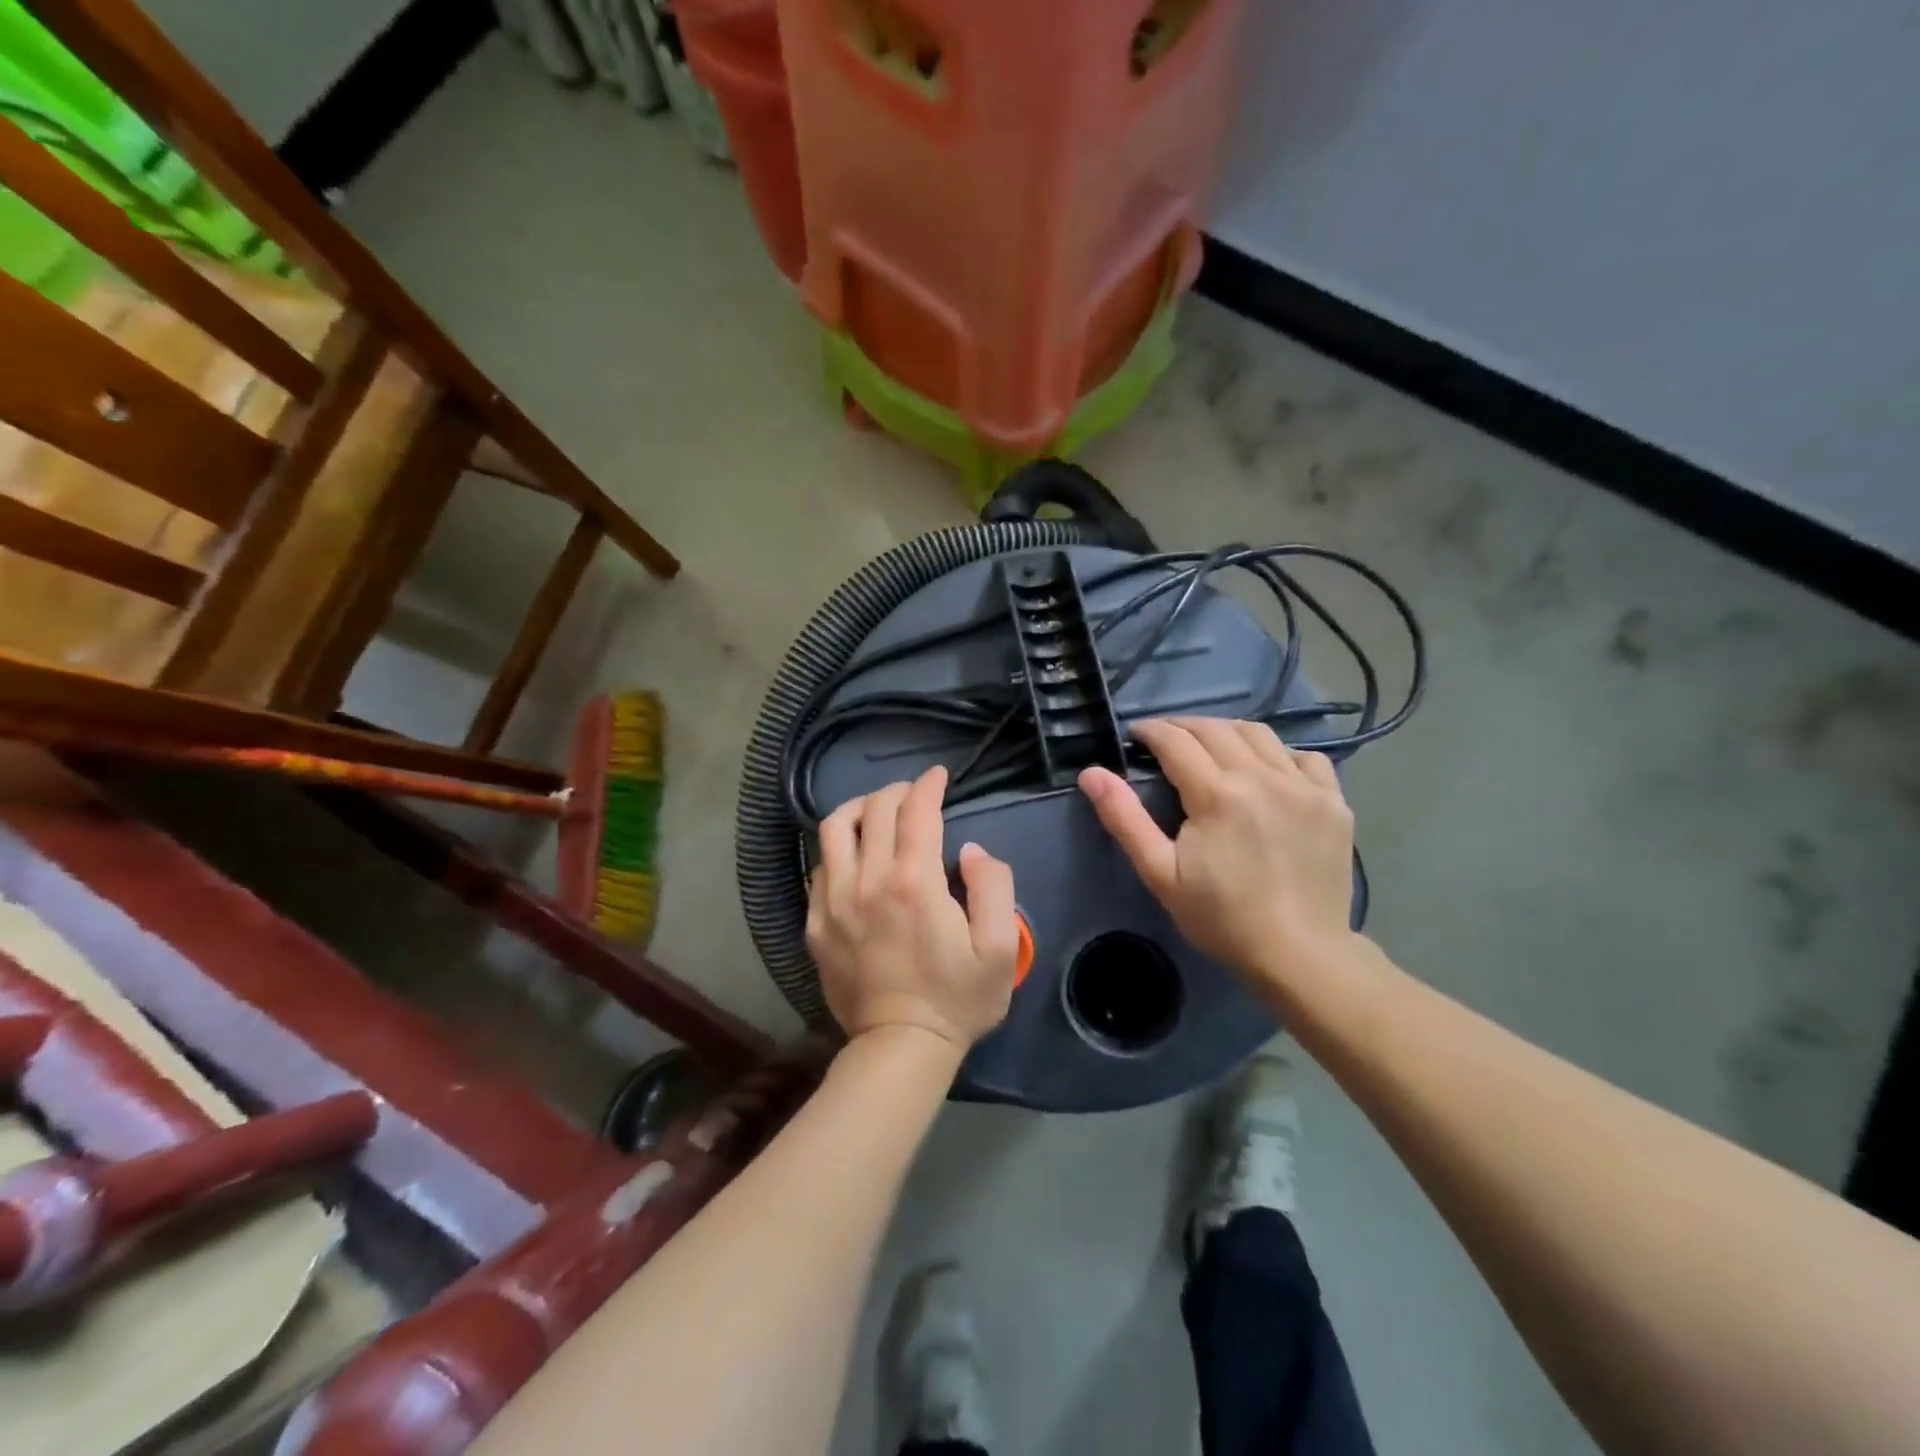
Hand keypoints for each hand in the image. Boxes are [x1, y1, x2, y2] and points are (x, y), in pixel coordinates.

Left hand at [807, 765, 1019, 1053]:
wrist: (899, 1047)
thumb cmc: (957, 999)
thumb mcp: (999, 948)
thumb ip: (993, 886)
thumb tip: (969, 850)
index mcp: (914, 882)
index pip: (916, 811)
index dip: (928, 785)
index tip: (938, 776)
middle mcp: (868, 881)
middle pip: (875, 810)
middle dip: (897, 791)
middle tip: (915, 794)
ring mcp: (834, 901)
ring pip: (835, 829)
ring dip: (858, 808)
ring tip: (876, 810)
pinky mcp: (816, 923)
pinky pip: (820, 866)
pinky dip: (838, 848)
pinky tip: (854, 856)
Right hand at [1078, 718, 1357, 989]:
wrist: (1299, 954)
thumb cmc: (1221, 917)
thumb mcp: (1160, 873)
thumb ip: (1124, 818)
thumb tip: (1091, 772)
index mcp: (1218, 794)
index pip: (1176, 740)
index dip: (1150, 731)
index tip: (1135, 735)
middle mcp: (1263, 777)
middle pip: (1215, 729)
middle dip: (1182, 726)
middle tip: (1164, 740)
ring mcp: (1304, 786)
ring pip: (1259, 734)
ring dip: (1226, 732)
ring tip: (1209, 747)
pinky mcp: (1333, 801)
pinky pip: (1305, 757)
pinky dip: (1279, 753)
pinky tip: (1266, 771)